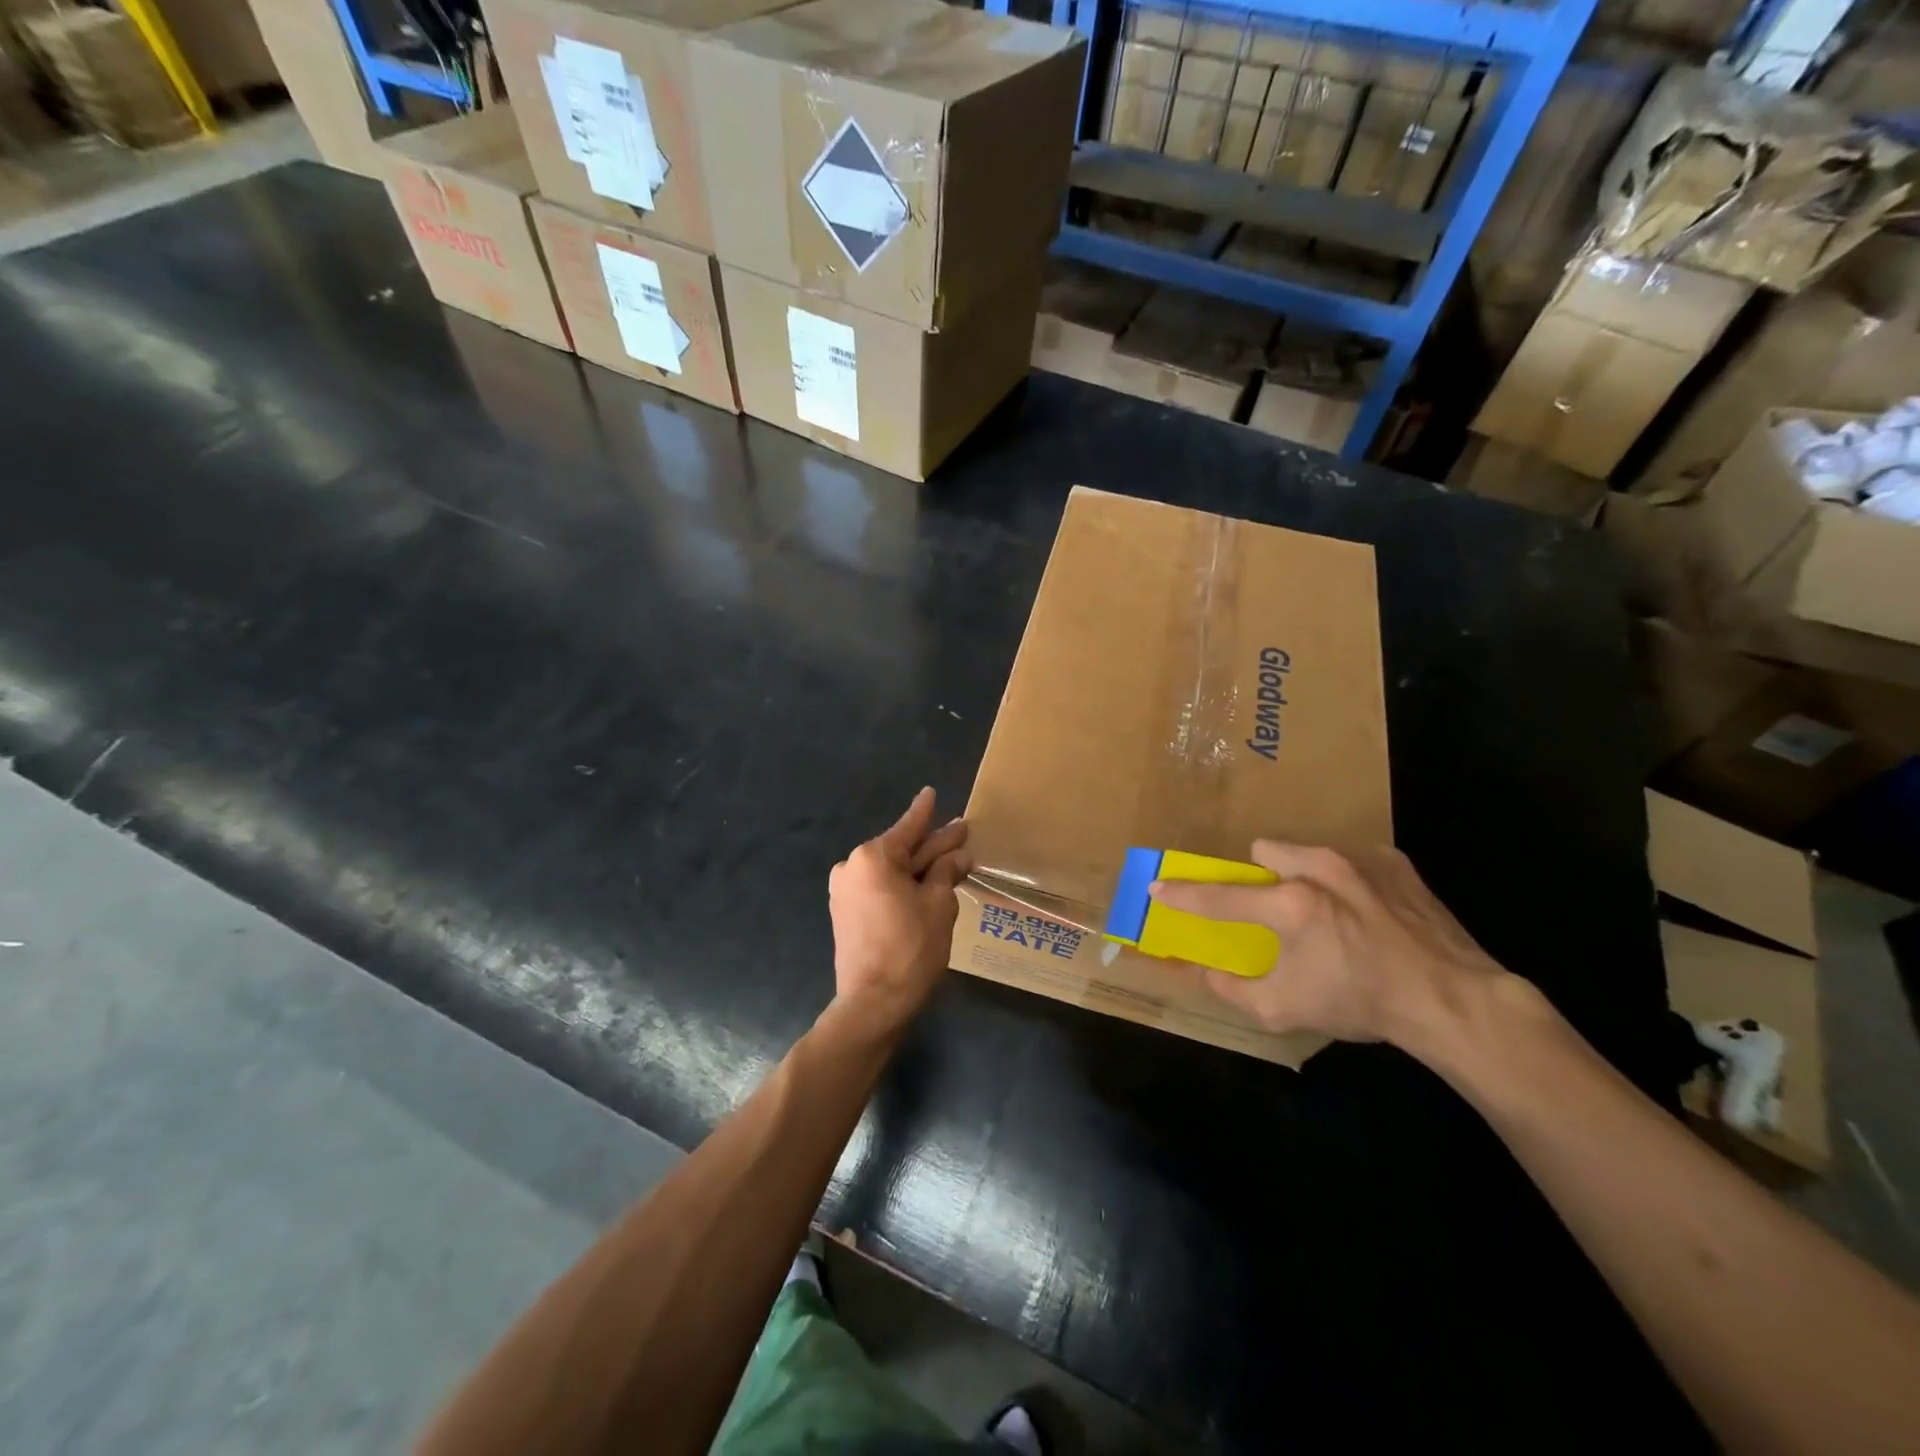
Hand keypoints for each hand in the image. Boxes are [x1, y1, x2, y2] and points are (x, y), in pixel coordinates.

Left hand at [828, 788, 971, 1030]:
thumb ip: (945, 873)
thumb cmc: (911, 948)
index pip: (908, 827)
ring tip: (950, 861)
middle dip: (931, 844)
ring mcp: (845, 891)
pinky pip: (879, 888)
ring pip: (891, 871)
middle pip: (901, 850)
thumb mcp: (938, 905)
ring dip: (919, 868)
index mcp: (873, 857)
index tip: (930, 792)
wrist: (873, 1003)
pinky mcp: (845, 913)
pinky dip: (902, 886)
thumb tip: (957, 856)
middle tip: (960, 831)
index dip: (925, 812)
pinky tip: (926, 886)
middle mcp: (852, 867)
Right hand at [1148, 841, 1506, 1052]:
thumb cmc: (1361, 1002)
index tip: (1158, 886)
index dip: (1183, 894)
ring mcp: (1360, 860)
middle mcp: (1319, 869)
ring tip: (1330, 910)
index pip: (1219, 897)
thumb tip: (1205, 972)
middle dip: (1262, 875)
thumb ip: (1234, 990)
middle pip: (1265, 850)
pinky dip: (1349, 879)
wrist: (1452, 999)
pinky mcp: (1394, 861)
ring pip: (1308, 850)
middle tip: (1278, 908)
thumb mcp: (1286, 1010)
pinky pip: (1353, 857)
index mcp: (1290, 905)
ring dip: (1305, 874)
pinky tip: (1369, 911)